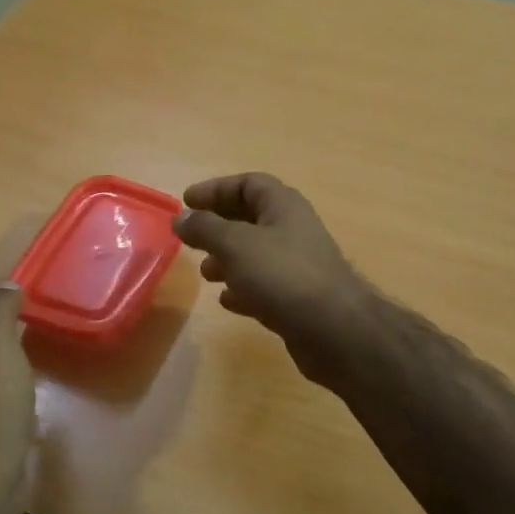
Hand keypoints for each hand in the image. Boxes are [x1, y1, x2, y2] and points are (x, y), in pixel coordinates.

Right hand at [172, 173, 371, 382]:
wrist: (333, 329)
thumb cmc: (282, 274)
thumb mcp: (235, 244)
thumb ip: (205, 228)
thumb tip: (180, 217)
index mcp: (283, 206)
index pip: (248, 184)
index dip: (216, 189)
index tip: (186, 202)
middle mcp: (293, 230)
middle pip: (251, 218)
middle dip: (219, 226)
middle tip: (190, 238)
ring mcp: (298, 266)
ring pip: (256, 254)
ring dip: (228, 259)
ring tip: (205, 272)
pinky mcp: (298, 299)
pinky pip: (265, 286)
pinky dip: (243, 288)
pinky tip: (226, 300)